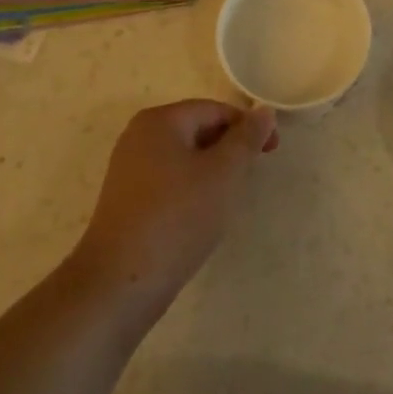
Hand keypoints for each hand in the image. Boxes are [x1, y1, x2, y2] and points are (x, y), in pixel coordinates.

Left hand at [68, 100, 276, 320]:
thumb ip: (246, 139)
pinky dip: (191, 188)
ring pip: (184, 157)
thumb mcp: (223, 174)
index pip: (215, 110)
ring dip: (212, 171)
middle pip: (198, 129)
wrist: (119, 283)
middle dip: (230, 149)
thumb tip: (263, 111)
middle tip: (252, 177)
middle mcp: (139, 135)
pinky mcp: (126, 199)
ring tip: (229, 198)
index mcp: (160, 120)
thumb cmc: (177, 217)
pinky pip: (169, 179)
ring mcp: (129, 168)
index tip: (273, 151)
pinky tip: (200, 215)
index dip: (248, 126)